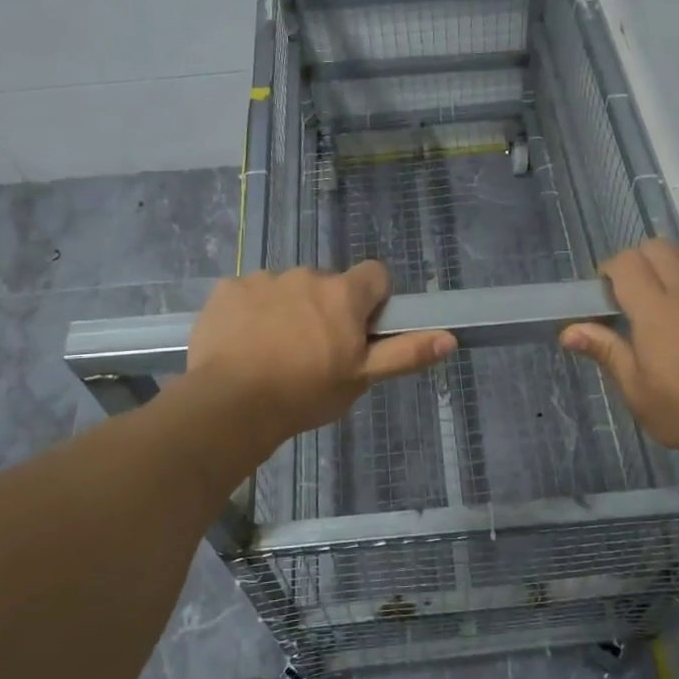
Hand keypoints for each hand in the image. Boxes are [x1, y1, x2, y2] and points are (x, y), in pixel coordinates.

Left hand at [187, 261, 454, 441]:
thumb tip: (450, 338)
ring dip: (288, 310)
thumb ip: (404, 353)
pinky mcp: (228, 289)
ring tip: (274, 352)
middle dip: (326, 309)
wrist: (231, 403)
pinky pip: (249, 294)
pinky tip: (243, 344)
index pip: (375, 275)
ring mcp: (263, 279)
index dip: (373, 300)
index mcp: (343, 293)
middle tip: (315, 351)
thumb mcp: (361, 378)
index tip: (361, 330)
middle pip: (328, 285)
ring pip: (287, 289)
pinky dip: (251, 313)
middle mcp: (306, 275)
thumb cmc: (305, 393)